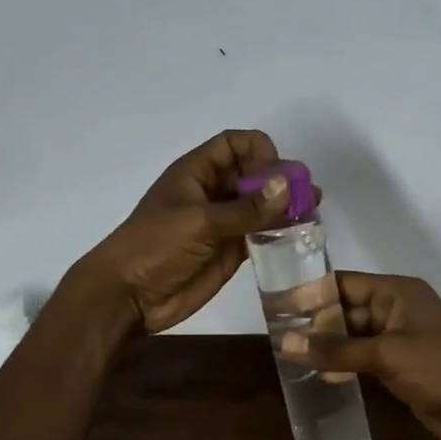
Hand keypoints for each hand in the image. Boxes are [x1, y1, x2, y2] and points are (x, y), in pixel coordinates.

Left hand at [74, 129, 299, 334]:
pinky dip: (279, 231)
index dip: (258, 150)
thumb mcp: (200, 222)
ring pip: (260, 204)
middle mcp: (212, 192)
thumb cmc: (156, 246)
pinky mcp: (229, 250)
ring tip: (312, 214)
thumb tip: (289, 186)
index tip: (277, 173)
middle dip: (280, 179)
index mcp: (196, 172)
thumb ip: (246, 208)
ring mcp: (222, 222)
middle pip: (253, 173)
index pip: (234, 144)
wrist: (129, 295)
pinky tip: (299, 236)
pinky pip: (260, 233)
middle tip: (308, 195)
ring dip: (284, 206)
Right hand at [281, 272, 440, 439]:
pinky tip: (317, 371)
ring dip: (327, 343)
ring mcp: (398, 336)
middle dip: (316, 321)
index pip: (345, 283)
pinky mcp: (398, 362)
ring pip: (353, 333)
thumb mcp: (385, 355)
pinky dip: (342, 360)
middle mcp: (395, 307)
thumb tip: (286, 343)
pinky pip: (362, 354)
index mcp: (396, 292)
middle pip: (346, 307)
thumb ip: (336, 349)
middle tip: (278, 332)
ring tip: (289, 351)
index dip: (313, 292)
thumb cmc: (437, 369)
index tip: (278, 303)